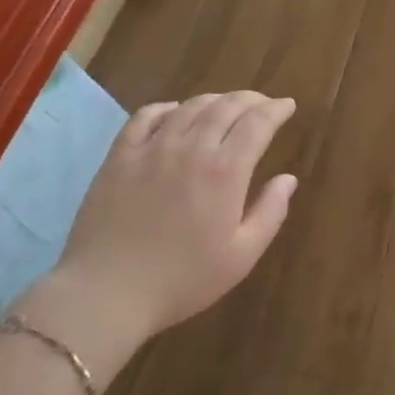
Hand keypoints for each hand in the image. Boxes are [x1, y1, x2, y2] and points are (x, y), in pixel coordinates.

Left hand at [16, 92, 298, 382]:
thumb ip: (270, 213)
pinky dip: (167, 108)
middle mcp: (192, 147)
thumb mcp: (241, 257)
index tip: (288, 106)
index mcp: (225, 171)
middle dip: (251, 99)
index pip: (258, 122)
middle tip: (262, 104)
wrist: (106, 294)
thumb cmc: (181, 280)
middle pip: (227, 106)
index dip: (276, 109)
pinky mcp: (120, 155)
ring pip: (190, 106)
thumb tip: (287, 179)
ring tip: (225, 106)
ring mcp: (153, 148)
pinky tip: (174, 113)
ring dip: (215, 100)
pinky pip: (146, 116)